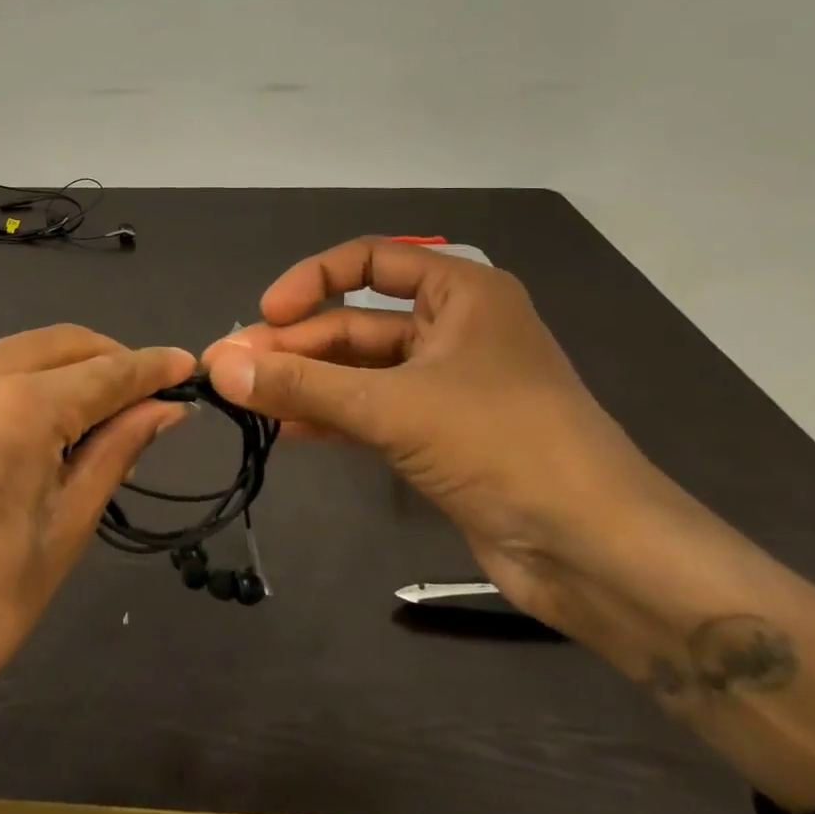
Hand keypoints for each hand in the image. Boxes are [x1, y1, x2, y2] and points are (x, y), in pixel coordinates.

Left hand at [0, 326, 194, 701]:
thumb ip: (114, 454)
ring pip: (32, 349)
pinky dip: (37, 378)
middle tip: (153, 400)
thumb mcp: (62, 533)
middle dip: (115, 362)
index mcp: (18, 406)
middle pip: (68, 343)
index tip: (193, 368)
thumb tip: (164, 410)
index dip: (153, 369)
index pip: (107, 372)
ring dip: (76, 369)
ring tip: (108, 415)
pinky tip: (53, 419)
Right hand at [201, 237, 686, 627]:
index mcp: (460, 294)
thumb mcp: (392, 406)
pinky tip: (283, 430)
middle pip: (354, 324)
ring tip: (243, 400)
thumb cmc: (502, 445)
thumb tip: (218, 367)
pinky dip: (328, 418)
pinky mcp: (439, 436)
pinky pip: (370, 412)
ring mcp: (445, 386)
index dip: (310, 280)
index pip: (368, 262)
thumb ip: (302, 385)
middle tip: (229, 369)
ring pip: (357, 372)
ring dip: (303, 384)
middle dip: (293, 346)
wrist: (596, 552)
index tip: (265, 313)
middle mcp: (452, 330)